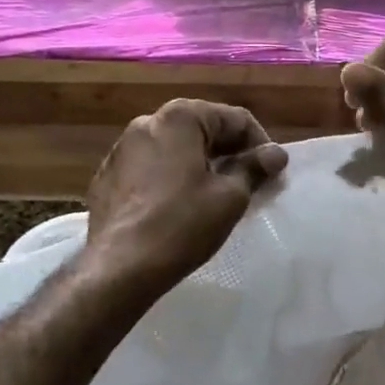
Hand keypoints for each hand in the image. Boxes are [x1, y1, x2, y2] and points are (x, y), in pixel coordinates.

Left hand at [83, 99, 288, 299]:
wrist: (119, 267)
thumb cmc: (181, 225)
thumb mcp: (230, 197)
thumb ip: (255, 168)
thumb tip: (276, 153)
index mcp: (180, 118)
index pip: (235, 119)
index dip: (260, 145)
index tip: (271, 175)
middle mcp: (147, 122)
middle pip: (203, 129)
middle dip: (229, 153)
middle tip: (249, 185)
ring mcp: (122, 148)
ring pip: (175, 148)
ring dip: (200, 165)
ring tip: (216, 196)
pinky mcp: (108, 176)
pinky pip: (150, 167)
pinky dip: (171, 178)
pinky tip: (179, 207)